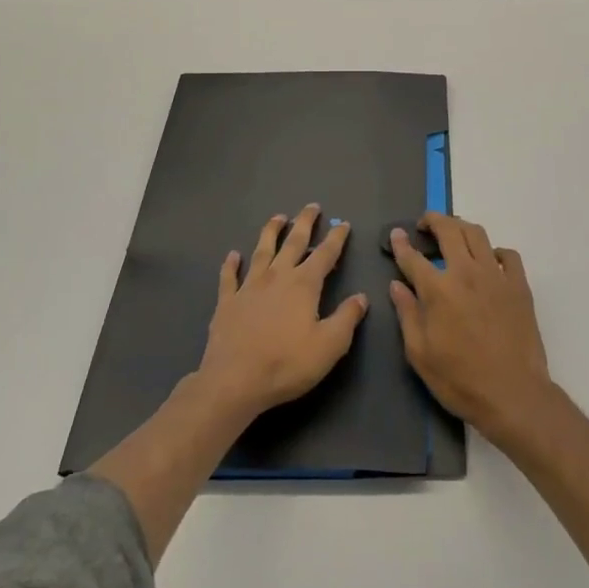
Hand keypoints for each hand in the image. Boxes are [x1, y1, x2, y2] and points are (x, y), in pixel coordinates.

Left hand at [195, 204, 367, 421]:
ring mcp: (249, 287)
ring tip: (278, 217)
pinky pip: (229, 277)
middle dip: (305, 223)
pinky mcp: (227, 302)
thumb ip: (347, 318)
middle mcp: (277, 277)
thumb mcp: (329, 345)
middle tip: (312, 206)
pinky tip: (232, 255)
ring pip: (262, 251)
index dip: (336, 238)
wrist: (234, 381)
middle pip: (293, 242)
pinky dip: (231, 264)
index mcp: (304, 284)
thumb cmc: (287, 363)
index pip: (325, 254)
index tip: (343, 223)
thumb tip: (361, 297)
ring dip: (271, 232)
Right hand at [389, 213, 553, 446]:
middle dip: (433, 220)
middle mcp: (466, 272)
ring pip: (478, 234)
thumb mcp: (420, 354)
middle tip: (425, 225)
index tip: (397, 234)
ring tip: (453, 233)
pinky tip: (488, 261)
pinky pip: (508, 254)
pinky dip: (494, 251)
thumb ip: (407, 314)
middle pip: (449, 230)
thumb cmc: (460, 379)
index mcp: (438, 290)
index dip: (401, 243)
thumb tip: (396, 285)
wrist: (513, 394)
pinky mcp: (519, 285)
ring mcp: (496, 276)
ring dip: (461, 227)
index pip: (413, 257)